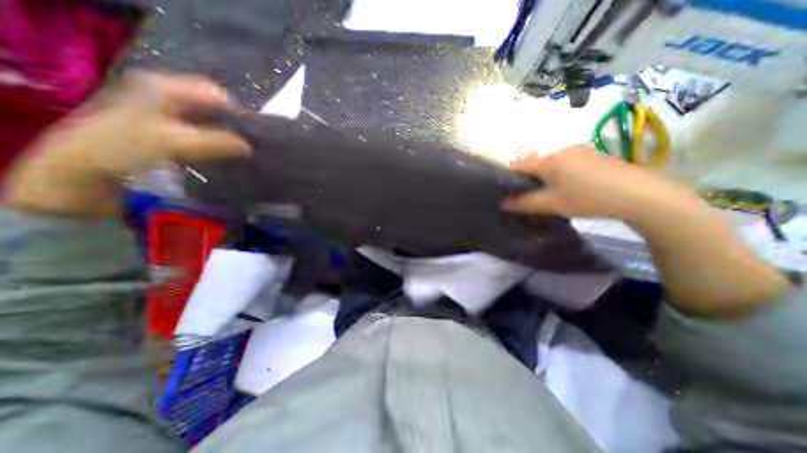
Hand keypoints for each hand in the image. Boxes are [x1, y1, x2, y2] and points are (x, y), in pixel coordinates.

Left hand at [2, 70, 250, 214]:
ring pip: (211, 118)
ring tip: (241, 149)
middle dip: (233, 123)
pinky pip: (204, 128)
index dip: (236, 112)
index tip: (252, 134)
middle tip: (249, 143)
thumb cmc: (125, 147)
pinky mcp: (171, 126)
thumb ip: (215, 142)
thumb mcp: (173, 142)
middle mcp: (168, 92)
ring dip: (227, 132)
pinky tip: (224, 151)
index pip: (216, 93)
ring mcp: (169, 109)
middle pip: (214, 105)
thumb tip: (249, 147)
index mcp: (164, 86)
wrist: (87, 165)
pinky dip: (217, 139)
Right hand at [502, 145, 700, 221]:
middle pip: (534, 164)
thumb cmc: (587, 198)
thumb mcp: (551, 204)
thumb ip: (523, 203)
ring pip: (551, 164)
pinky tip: (573, 188)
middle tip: (534, 197)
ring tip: (555, 195)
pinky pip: (566, 163)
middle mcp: (561, 150)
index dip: (510, 178)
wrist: (639, 194)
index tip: (511, 193)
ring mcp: (579, 150)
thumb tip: (503, 203)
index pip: (518, 165)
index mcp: (548, 160)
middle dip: (529, 180)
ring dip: (546, 178)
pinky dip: (561, 174)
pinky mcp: (593, 155)